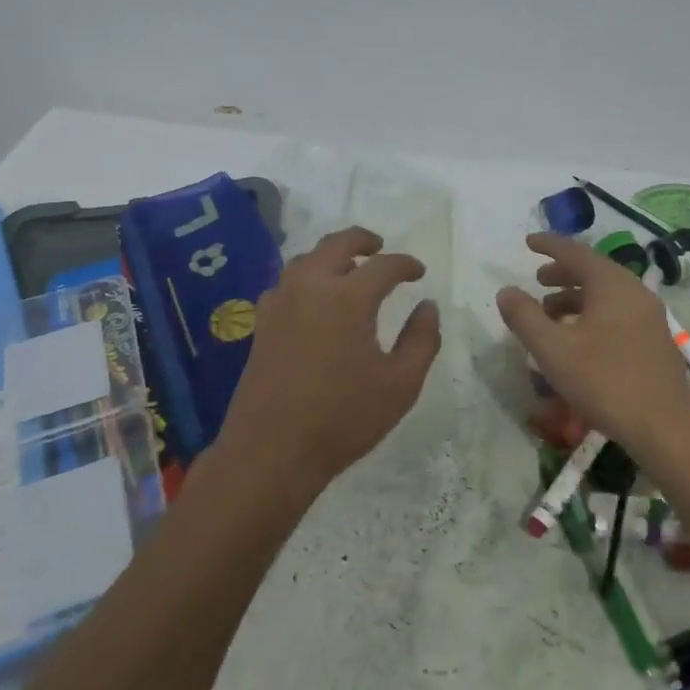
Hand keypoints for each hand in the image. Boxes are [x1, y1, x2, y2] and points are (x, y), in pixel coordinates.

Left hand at [220, 226, 441, 489]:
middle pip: (337, 243)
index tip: (419, 273)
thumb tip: (427, 306)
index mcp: (348, 297)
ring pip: (306, 258)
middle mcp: (311, 287)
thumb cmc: (344, 418)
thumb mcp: (400, 384)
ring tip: (349, 269)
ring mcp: (280, 302)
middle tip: (380, 249)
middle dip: (363, 240)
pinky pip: (286, 282)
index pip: (384, 265)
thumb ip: (422, 339)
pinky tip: (314, 298)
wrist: (272, 449)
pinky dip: (306, 277)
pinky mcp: (262, 322)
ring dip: (331, 255)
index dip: (406, 264)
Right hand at [496, 232, 689, 458]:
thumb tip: (506, 291)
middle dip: (563, 273)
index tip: (528, 242)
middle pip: (594, 271)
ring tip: (551, 314)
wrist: (664, 426)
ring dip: (576, 297)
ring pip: (607, 294)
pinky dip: (593, 313)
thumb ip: (525, 317)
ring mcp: (649, 316)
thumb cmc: (604, 381)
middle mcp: (635, 292)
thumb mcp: (553, 349)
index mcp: (611, 285)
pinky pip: (618, 312)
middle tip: (538, 280)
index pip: (576, 252)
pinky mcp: (655, 340)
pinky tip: (579, 339)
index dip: (549, 245)